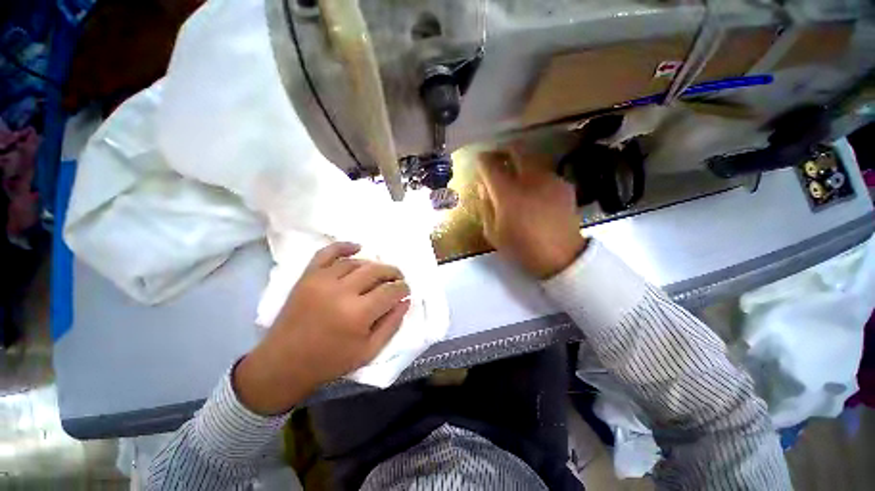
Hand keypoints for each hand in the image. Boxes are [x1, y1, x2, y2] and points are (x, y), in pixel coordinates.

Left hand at [233, 242, 409, 414]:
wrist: (283, 364)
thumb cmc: (330, 361)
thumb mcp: (369, 351)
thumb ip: (392, 325)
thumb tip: (405, 301)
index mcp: (358, 314)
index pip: (390, 291)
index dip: (403, 288)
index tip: (405, 290)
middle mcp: (342, 291)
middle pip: (377, 271)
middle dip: (393, 273)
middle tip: (397, 279)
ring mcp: (322, 280)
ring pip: (357, 262)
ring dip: (373, 266)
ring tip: (378, 274)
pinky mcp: (307, 276)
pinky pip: (327, 253)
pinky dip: (343, 246)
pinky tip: (357, 247)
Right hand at [477, 147, 586, 278]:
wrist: (561, 257)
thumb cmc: (521, 248)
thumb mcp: (493, 233)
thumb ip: (485, 207)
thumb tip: (483, 188)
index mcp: (507, 193)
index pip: (490, 166)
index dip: (482, 160)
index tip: (479, 161)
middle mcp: (529, 179)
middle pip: (515, 151)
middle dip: (503, 151)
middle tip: (497, 159)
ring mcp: (549, 180)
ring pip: (532, 159)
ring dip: (520, 162)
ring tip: (516, 175)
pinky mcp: (564, 185)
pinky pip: (545, 172)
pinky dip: (535, 175)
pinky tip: (535, 190)